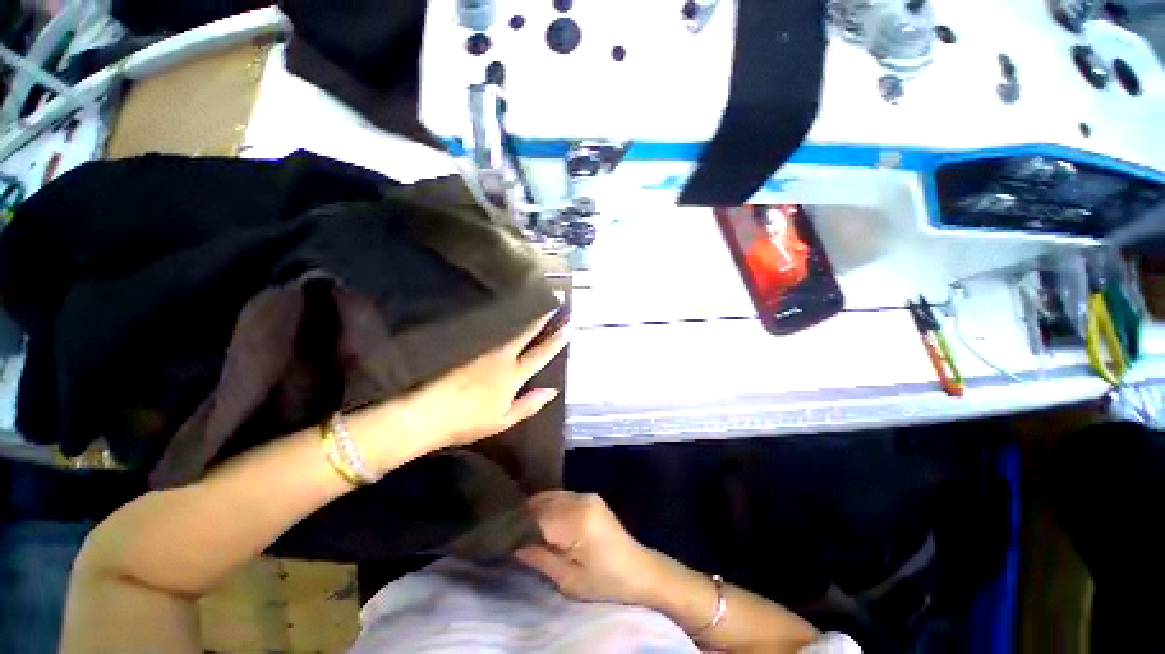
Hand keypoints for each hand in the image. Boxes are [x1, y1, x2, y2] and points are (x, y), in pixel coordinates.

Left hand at [400, 310, 568, 449]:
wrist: (427, 413)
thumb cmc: (469, 421)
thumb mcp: (503, 419)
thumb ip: (529, 404)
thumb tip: (553, 391)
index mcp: (512, 375)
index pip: (540, 354)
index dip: (556, 341)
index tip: (568, 326)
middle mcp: (501, 357)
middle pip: (525, 333)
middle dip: (541, 318)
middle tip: (552, 301)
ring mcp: (483, 350)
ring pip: (507, 330)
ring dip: (522, 317)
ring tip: (531, 304)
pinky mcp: (467, 348)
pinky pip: (490, 333)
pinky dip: (500, 324)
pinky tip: (502, 318)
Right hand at [515, 491, 660, 605]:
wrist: (639, 570)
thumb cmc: (605, 582)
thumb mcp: (568, 579)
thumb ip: (539, 558)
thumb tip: (512, 543)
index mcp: (576, 520)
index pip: (536, 517)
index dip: (516, 526)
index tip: (500, 536)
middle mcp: (580, 499)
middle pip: (541, 501)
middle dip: (523, 516)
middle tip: (508, 533)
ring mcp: (586, 494)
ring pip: (549, 496)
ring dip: (535, 510)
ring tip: (522, 529)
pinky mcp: (590, 496)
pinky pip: (560, 496)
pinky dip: (548, 507)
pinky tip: (542, 521)